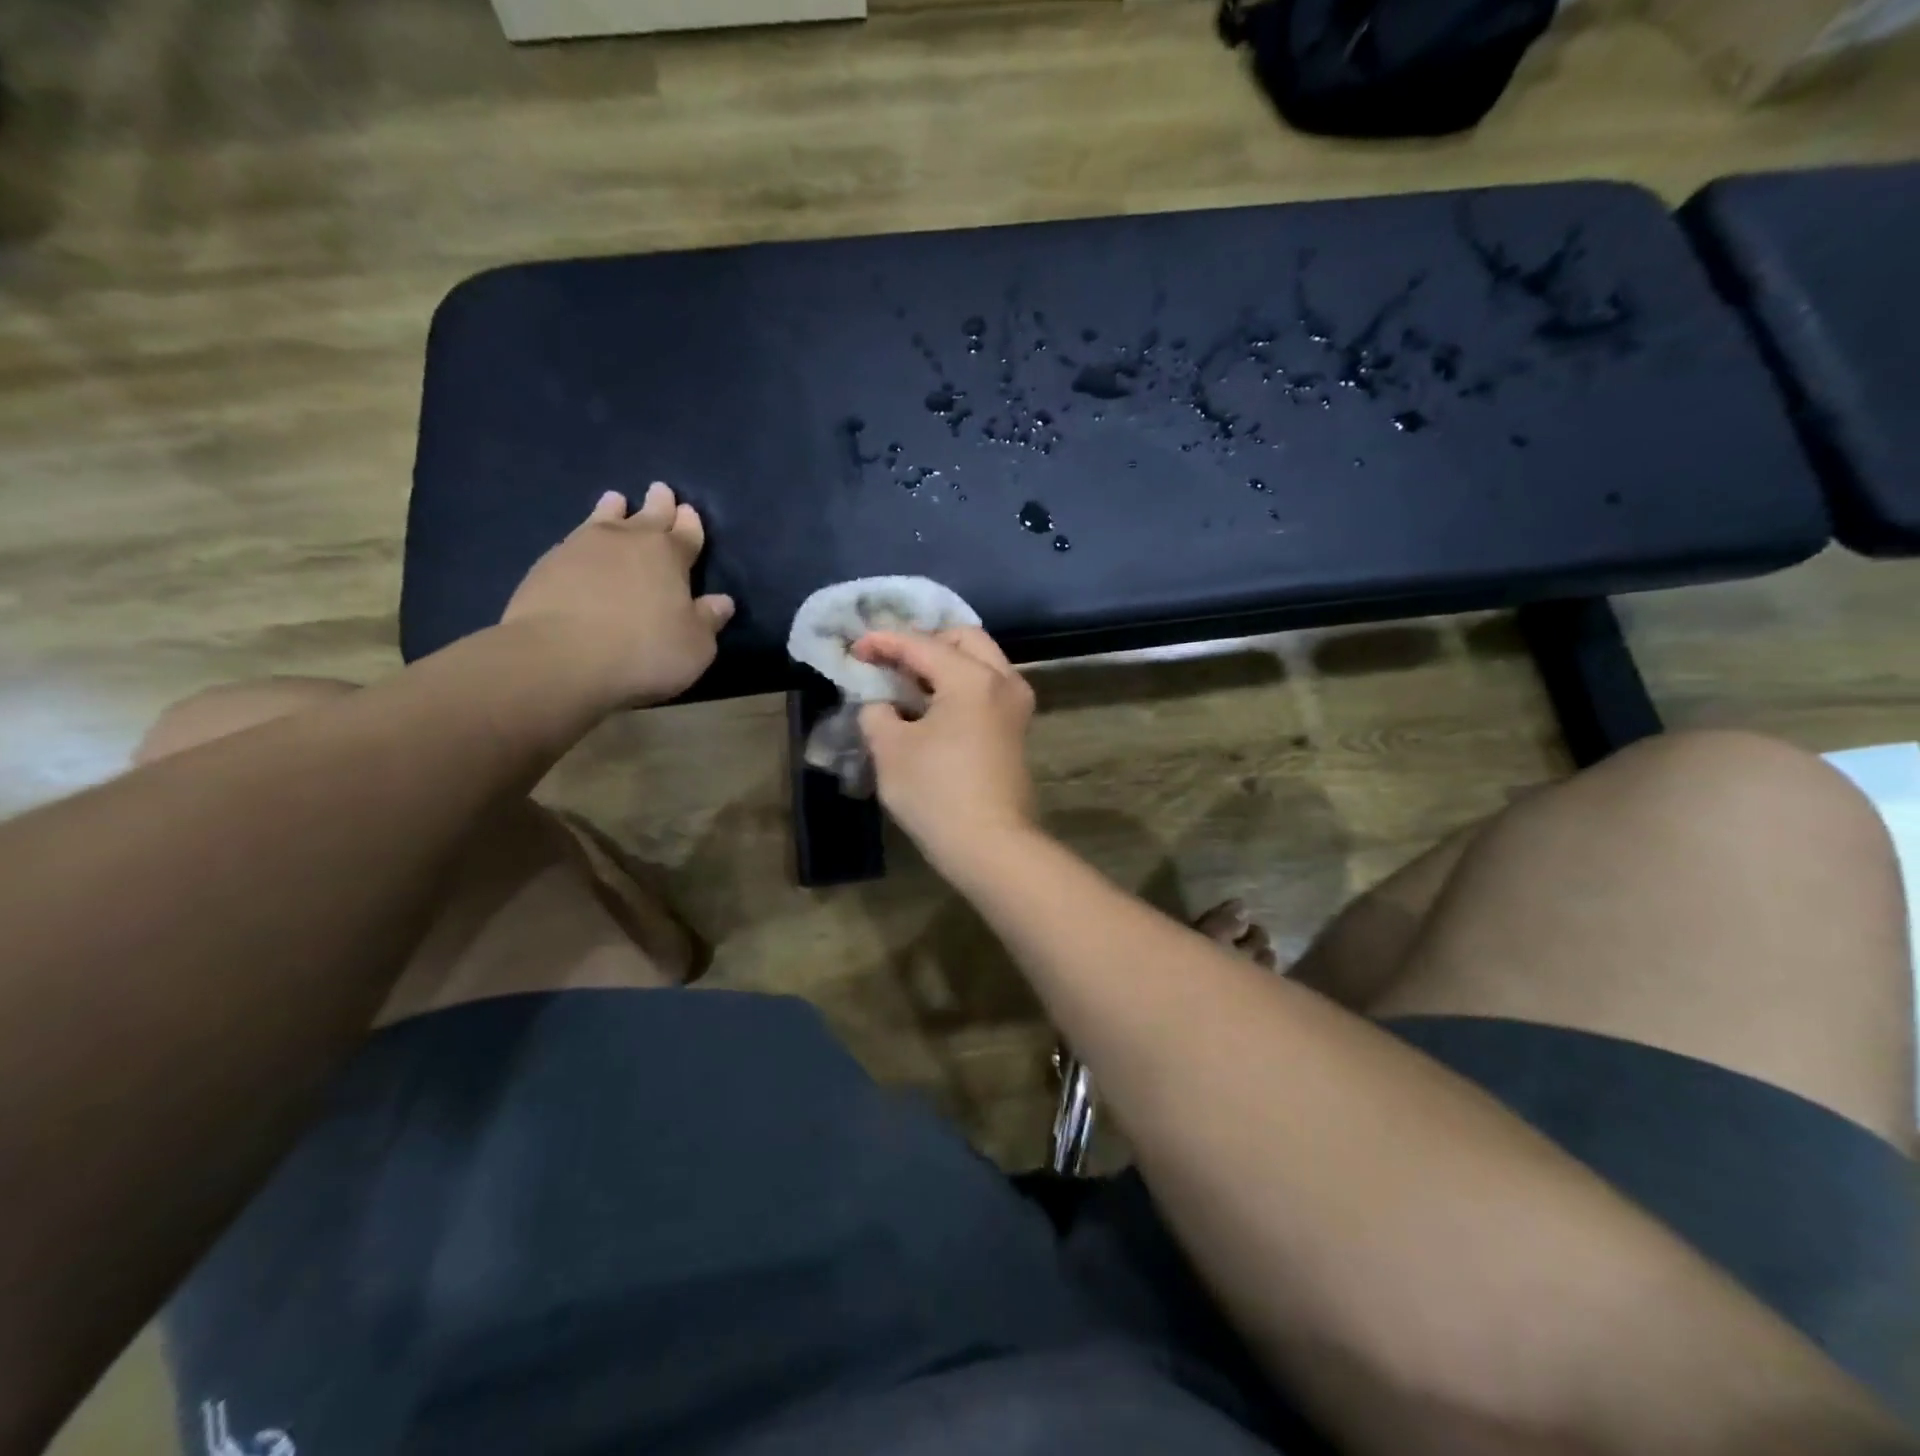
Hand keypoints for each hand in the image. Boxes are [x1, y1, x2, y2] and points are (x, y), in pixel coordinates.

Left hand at [502, 483, 734, 709]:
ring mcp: (583, 547)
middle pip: (648, 516)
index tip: (690, 512)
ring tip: (615, 500)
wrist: (559, 656)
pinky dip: (583, 536)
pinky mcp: (548, 564)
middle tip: (660, 490)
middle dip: (659, 505)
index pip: (686, 534)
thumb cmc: (643, 651)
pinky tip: (581, 542)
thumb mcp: (694, 646)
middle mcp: (627, 541)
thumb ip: (708, 620)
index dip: (690, 524)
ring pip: (605, 519)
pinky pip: (574, 540)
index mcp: (669, 556)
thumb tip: (722, 601)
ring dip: (614, 509)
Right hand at [853, 627, 1037, 874]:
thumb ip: (877, 712)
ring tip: (907, 683)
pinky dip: (959, 685)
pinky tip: (930, 705)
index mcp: (972, 678)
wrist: (991, 846)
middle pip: (963, 639)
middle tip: (891, 661)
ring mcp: (1016, 706)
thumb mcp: (890, 749)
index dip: (883, 642)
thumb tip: (880, 704)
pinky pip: (987, 687)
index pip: (921, 644)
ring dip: (944, 663)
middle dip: (924, 642)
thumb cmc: (936, 794)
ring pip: (980, 662)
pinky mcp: (1016, 730)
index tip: (855, 648)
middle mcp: (1003, 681)